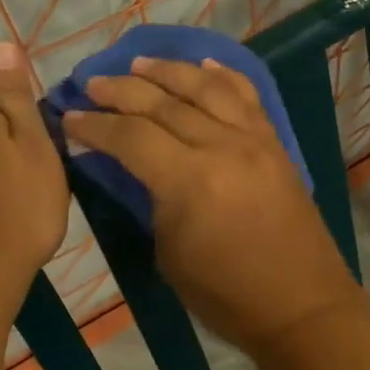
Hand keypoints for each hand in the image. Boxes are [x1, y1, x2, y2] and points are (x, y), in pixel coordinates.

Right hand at [61, 57, 366, 355]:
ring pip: (206, 88)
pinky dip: (223, 74)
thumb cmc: (225, 294)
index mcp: (190, 180)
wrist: (301, 306)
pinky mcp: (274, 143)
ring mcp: (254, 140)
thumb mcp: (168, 252)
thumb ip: (146, 198)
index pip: (131, 137)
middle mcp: (222, 146)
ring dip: (168, 71)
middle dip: (122, 90)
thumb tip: (121, 162)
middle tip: (92, 83)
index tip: (69, 117)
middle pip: (163, 103)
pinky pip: (247, 96)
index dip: (95, 125)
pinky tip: (204, 63)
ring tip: (138, 63)